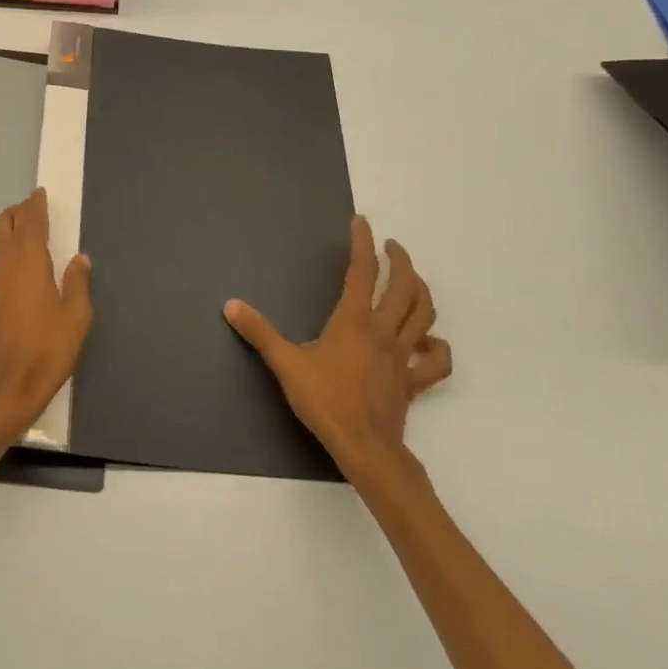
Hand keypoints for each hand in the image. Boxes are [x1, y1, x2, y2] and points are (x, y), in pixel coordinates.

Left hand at [0, 188, 92, 440]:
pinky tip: (18, 272)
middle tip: (32, 208)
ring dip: (10, 233)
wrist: (3, 389)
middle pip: (5, 227)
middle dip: (18, 213)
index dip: (35, 207)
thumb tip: (79, 259)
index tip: (39, 194)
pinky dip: (6, 256)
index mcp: (29, 264)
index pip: (31, 224)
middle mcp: (4, 267)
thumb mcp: (75, 318)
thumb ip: (77, 284)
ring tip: (26, 234)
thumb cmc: (46, 352)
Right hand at [224, 216, 451, 466]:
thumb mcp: (285, 363)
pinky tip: (428, 342)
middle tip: (392, 247)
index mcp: (354, 321)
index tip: (361, 222)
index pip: (362, 271)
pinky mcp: (412, 381)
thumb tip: (231, 304)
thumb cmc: (324, 400)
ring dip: (421, 292)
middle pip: (404, 287)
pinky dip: (436, 347)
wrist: (364, 446)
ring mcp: (402, 356)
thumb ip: (259, 332)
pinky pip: (435, 361)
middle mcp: (383, 331)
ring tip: (411, 280)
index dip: (362, 243)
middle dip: (401, 260)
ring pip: (424, 315)